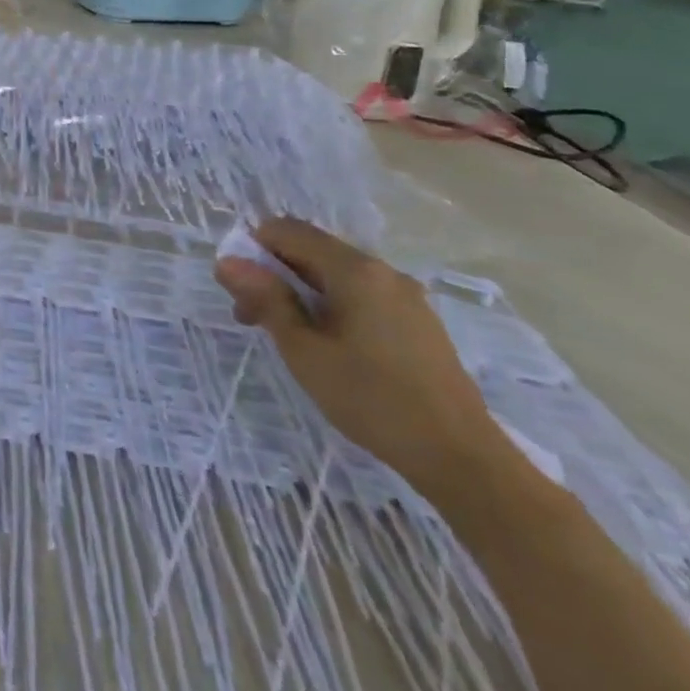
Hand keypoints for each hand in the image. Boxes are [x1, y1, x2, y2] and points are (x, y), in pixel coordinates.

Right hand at [215, 217, 505, 497]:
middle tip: (254, 320)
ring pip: (336, 275)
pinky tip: (331, 348)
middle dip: (275, 275)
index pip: (287, 230)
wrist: (463, 459)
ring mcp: (406, 297)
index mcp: (354, 269)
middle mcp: (382, 270)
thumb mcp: (303, 350)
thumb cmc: (372, 399)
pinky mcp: (419, 323)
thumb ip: (265, 299)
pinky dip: (333, 307)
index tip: (240, 290)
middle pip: (312, 251)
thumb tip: (227, 262)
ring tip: (290, 338)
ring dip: (302, 293)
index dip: (254, 249)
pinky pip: (362, 296)